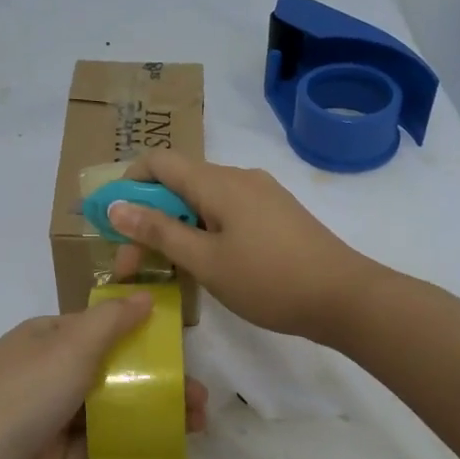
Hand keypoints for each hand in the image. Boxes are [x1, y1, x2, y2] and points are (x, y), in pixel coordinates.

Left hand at [0, 296, 207, 458]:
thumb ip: (111, 322)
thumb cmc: (18, 400)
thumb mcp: (68, 349)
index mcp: (44, 336)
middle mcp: (43, 369)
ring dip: (148, 409)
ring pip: (106, 404)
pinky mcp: (46, 454)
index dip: (141, 330)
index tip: (181, 345)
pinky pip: (95, 439)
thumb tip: (145, 295)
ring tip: (196, 423)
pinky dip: (126, 438)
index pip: (99, 324)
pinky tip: (162, 444)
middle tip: (200, 396)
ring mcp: (44, 414)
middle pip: (108, 366)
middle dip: (154, 376)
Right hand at [108, 150, 378, 343]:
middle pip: (179, 182)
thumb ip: (158, 231)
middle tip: (133, 264)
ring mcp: (260, 194)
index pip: (159, 161)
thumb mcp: (205, 261)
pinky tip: (205, 264)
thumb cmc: (269, 280)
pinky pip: (226, 211)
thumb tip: (116, 205)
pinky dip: (203, 230)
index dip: (128, 183)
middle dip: (149, 216)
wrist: (346, 297)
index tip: (113, 221)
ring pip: (202, 199)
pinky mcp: (275, 213)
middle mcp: (238, 177)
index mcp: (218, 181)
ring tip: (166, 269)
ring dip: (176, 227)